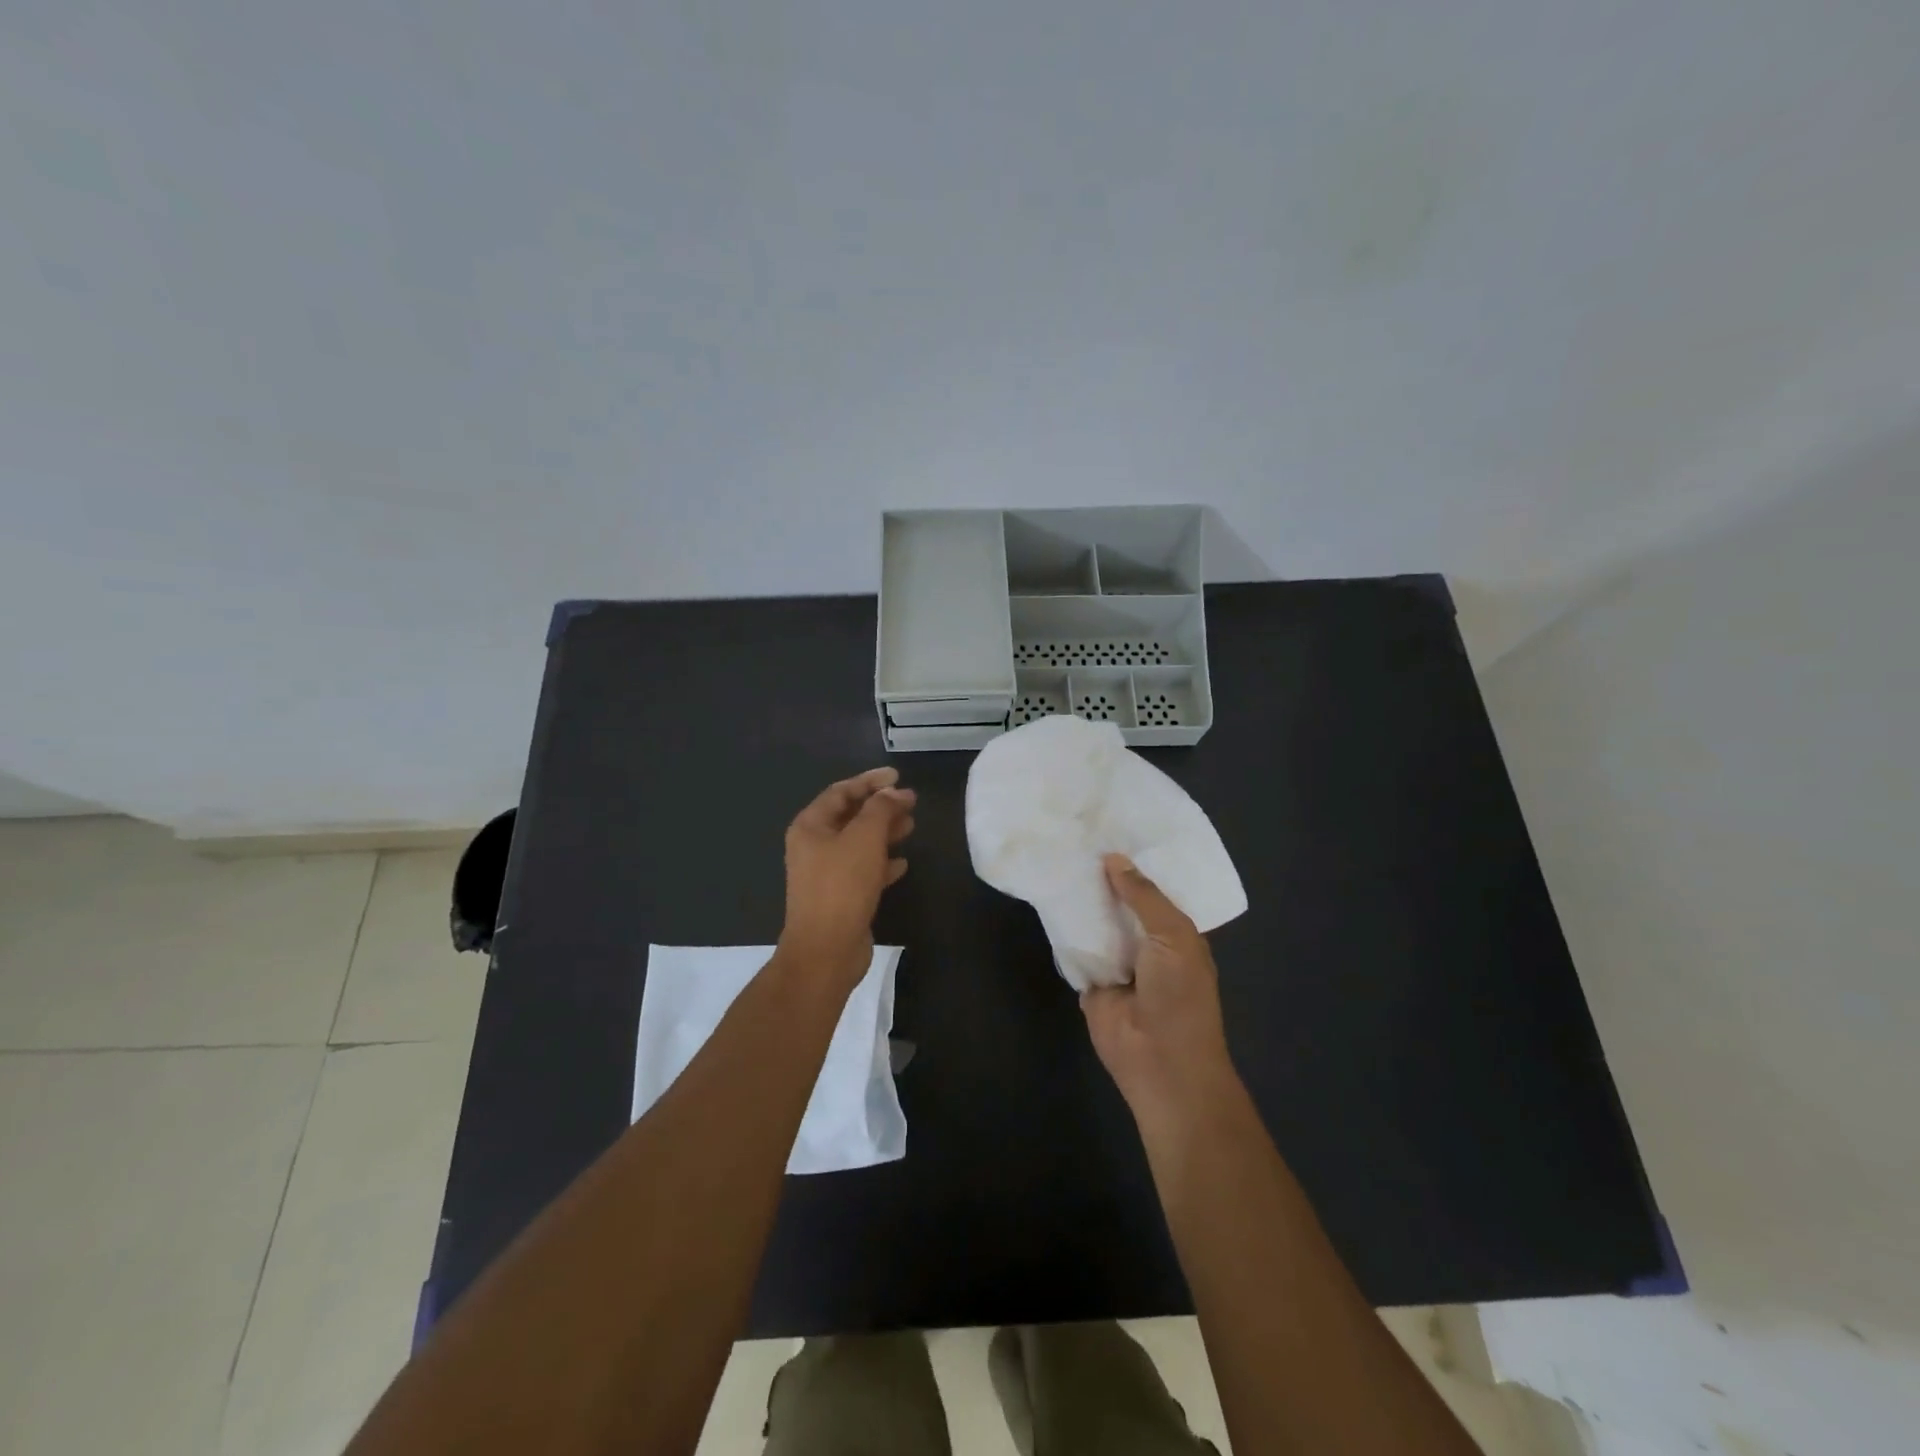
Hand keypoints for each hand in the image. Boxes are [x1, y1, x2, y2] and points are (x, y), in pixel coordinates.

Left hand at [778, 767, 915, 988]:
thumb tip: (894, 793)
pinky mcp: (840, 896)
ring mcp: (826, 873)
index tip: (898, 776)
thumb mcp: (864, 838)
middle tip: (911, 802)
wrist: (826, 950)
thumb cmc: (842, 886)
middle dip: (881, 807)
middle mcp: (814, 846)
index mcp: (810, 826)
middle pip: (850, 816)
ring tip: (912, 826)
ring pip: (859, 843)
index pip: (841, 791)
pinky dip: (882, 862)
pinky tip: (902, 863)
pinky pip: (863, 870)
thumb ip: (880, 809)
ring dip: (884, 832)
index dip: (870, 781)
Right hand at [1082, 855, 1239, 1131]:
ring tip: (1057, 855)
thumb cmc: (1179, 996)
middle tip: (1076, 835)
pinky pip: (1074, 947)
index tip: (1113, 828)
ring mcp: (1115, 960)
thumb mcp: (1173, 936)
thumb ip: (1144, 897)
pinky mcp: (1089, 979)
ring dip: (1081, 899)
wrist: (1160, 1061)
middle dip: (1104, 877)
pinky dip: (1062, 928)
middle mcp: (1145, 942)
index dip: (1137, 863)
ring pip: (1095, 922)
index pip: (1154, 889)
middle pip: (1121, 902)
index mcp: (1175, 932)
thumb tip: (1114, 859)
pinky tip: (1046, 895)